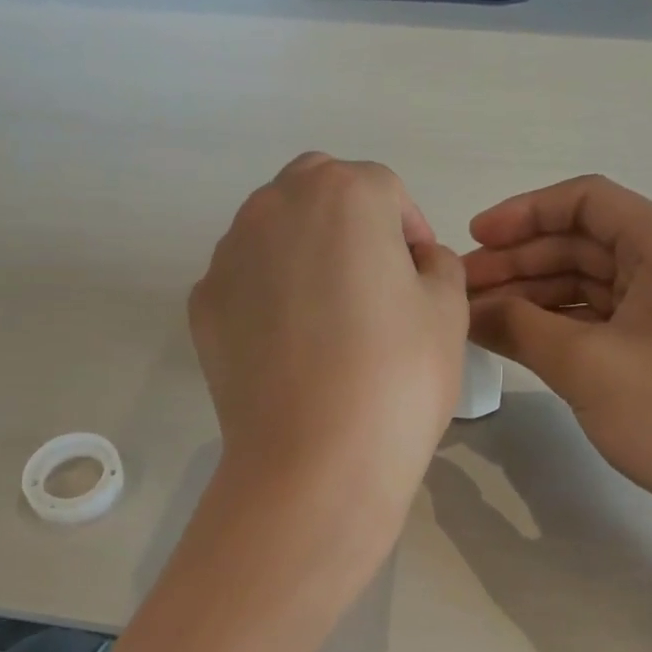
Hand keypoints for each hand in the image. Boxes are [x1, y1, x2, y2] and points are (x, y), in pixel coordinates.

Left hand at [190, 154, 467, 540]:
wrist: (314, 460)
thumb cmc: (397, 376)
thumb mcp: (449, 310)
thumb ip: (438, 264)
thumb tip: (414, 261)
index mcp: (344, 194)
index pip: (385, 191)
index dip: (409, 232)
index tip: (420, 278)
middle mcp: (275, 206)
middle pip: (320, 190)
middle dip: (350, 220)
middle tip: (373, 280)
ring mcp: (228, 253)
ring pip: (274, 229)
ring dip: (304, 251)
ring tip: (327, 316)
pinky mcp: (202, 302)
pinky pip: (245, 278)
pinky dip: (267, 292)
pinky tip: (289, 344)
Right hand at [464, 175, 651, 535]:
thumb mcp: (586, 365)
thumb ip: (518, 326)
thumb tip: (467, 310)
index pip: (586, 201)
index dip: (523, 214)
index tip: (473, 240)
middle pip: (583, 242)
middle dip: (519, 261)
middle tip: (463, 290)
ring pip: (588, 282)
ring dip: (532, 295)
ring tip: (478, 317)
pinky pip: (600, 318)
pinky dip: (556, 324)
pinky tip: (515, 339)